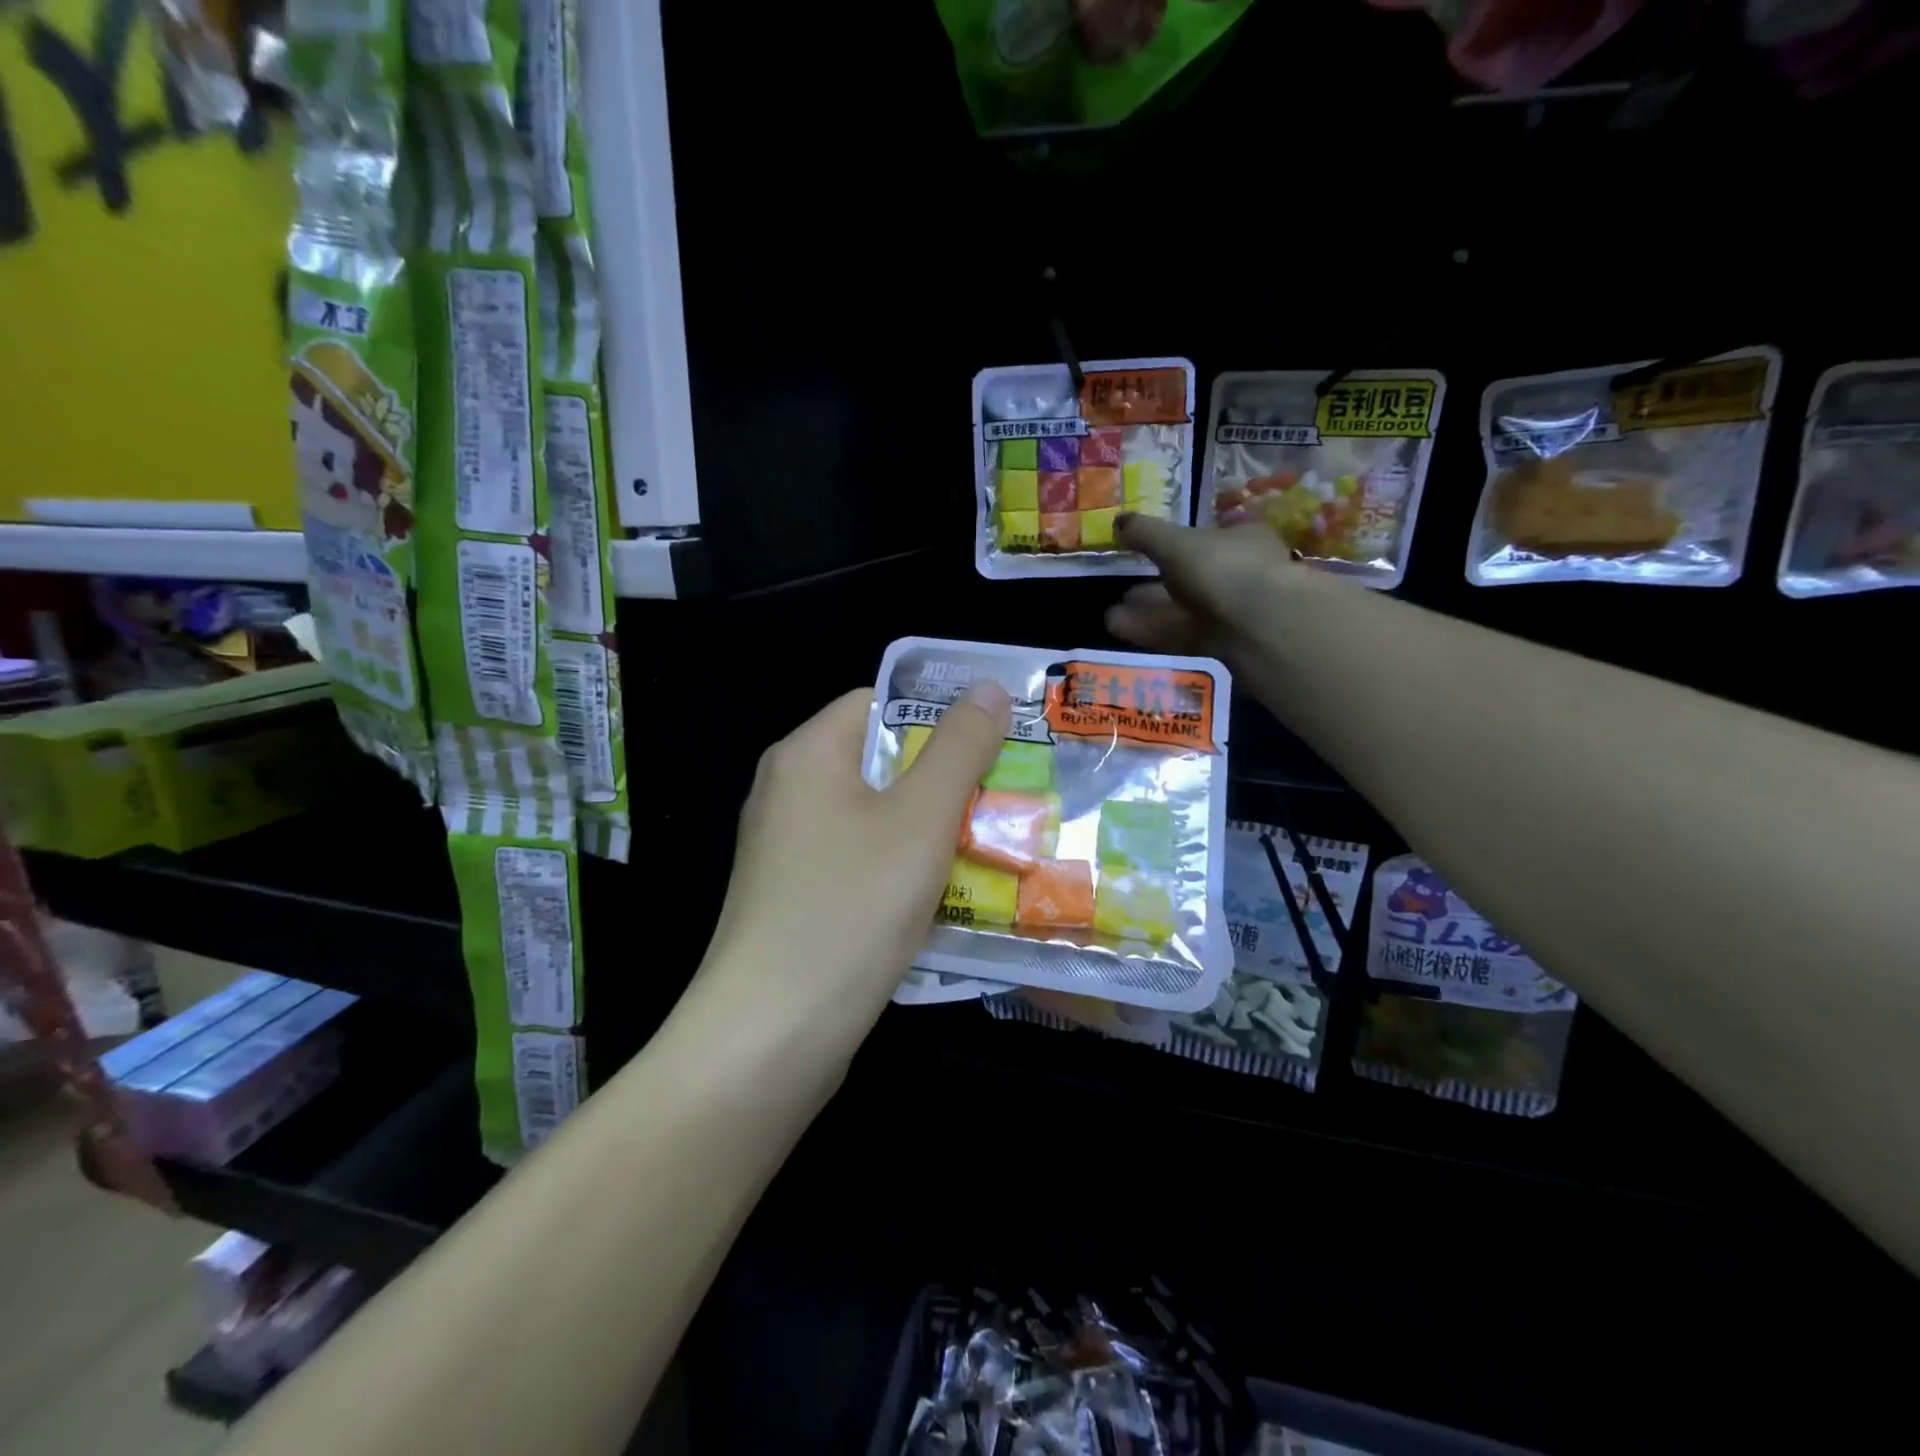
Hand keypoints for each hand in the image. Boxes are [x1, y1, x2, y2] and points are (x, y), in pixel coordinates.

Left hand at [696, 682, 1012, 1041]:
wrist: (770, 1037)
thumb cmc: (850, 908)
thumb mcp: (920, 820)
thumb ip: (959, 749)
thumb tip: (987, 687)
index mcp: (806, 755)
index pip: (877, 704)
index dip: (936, 718)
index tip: (991, 746)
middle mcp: (788, 793)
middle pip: (878, 763)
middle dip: (943, 782)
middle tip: (1004, 801)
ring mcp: (787, 851)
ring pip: (874, 820)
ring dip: (929, 833)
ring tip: (989, 849)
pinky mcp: (794, 900)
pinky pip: (860, 865)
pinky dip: (902, 872)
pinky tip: (943, 900)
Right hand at [1105, 512, 1304, 659]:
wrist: (1262, 626)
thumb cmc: (1223, 568)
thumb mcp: (1176, 543)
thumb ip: (1146, 533)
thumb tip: (1118, 520)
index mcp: (1242, 540)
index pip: (1207, 538)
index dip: (1175, 544)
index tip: (1144, 554)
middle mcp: (1241, 574)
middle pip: (1191, 579)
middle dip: (1154, 585)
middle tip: (1121, 591)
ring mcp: (1234, 613)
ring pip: (1183, 610)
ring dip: (1148, 612)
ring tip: (1111, 617)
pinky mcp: (1222, 645)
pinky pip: (1182, 634)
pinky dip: (1154, 632)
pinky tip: (1122, 632)